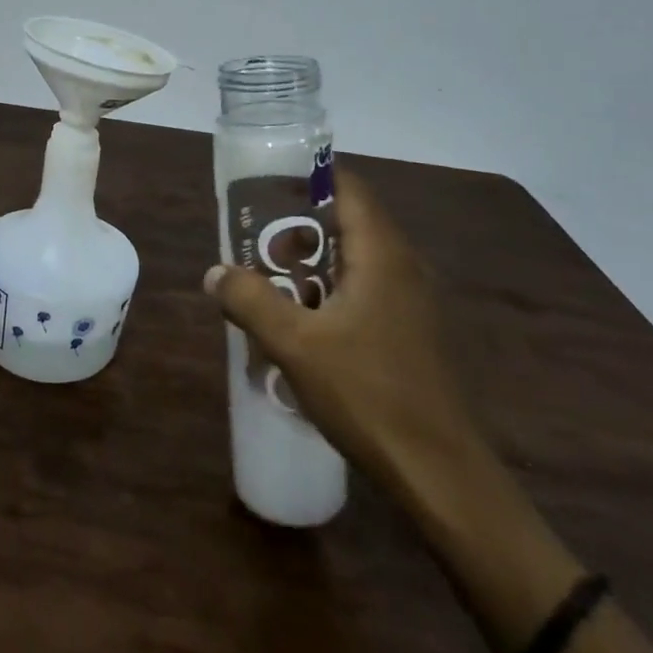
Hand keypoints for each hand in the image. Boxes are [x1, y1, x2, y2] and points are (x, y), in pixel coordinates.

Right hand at [204, 165, 480, 494]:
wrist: (438, 473)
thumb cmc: (367, 394)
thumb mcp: (294, 345)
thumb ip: (250, 300)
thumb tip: (215, 272)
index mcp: (382, 254)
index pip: (348, 188)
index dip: (307, 179)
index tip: (265, 187)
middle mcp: (404, 267)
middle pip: (350, 222)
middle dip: (300, 226)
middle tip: (256, 240)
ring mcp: (414, 302)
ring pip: (357, 260)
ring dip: (314, 263)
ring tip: (270, 279)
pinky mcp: (413, 333)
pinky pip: (367, 290)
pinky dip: (332, 291)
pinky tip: (304, 322)